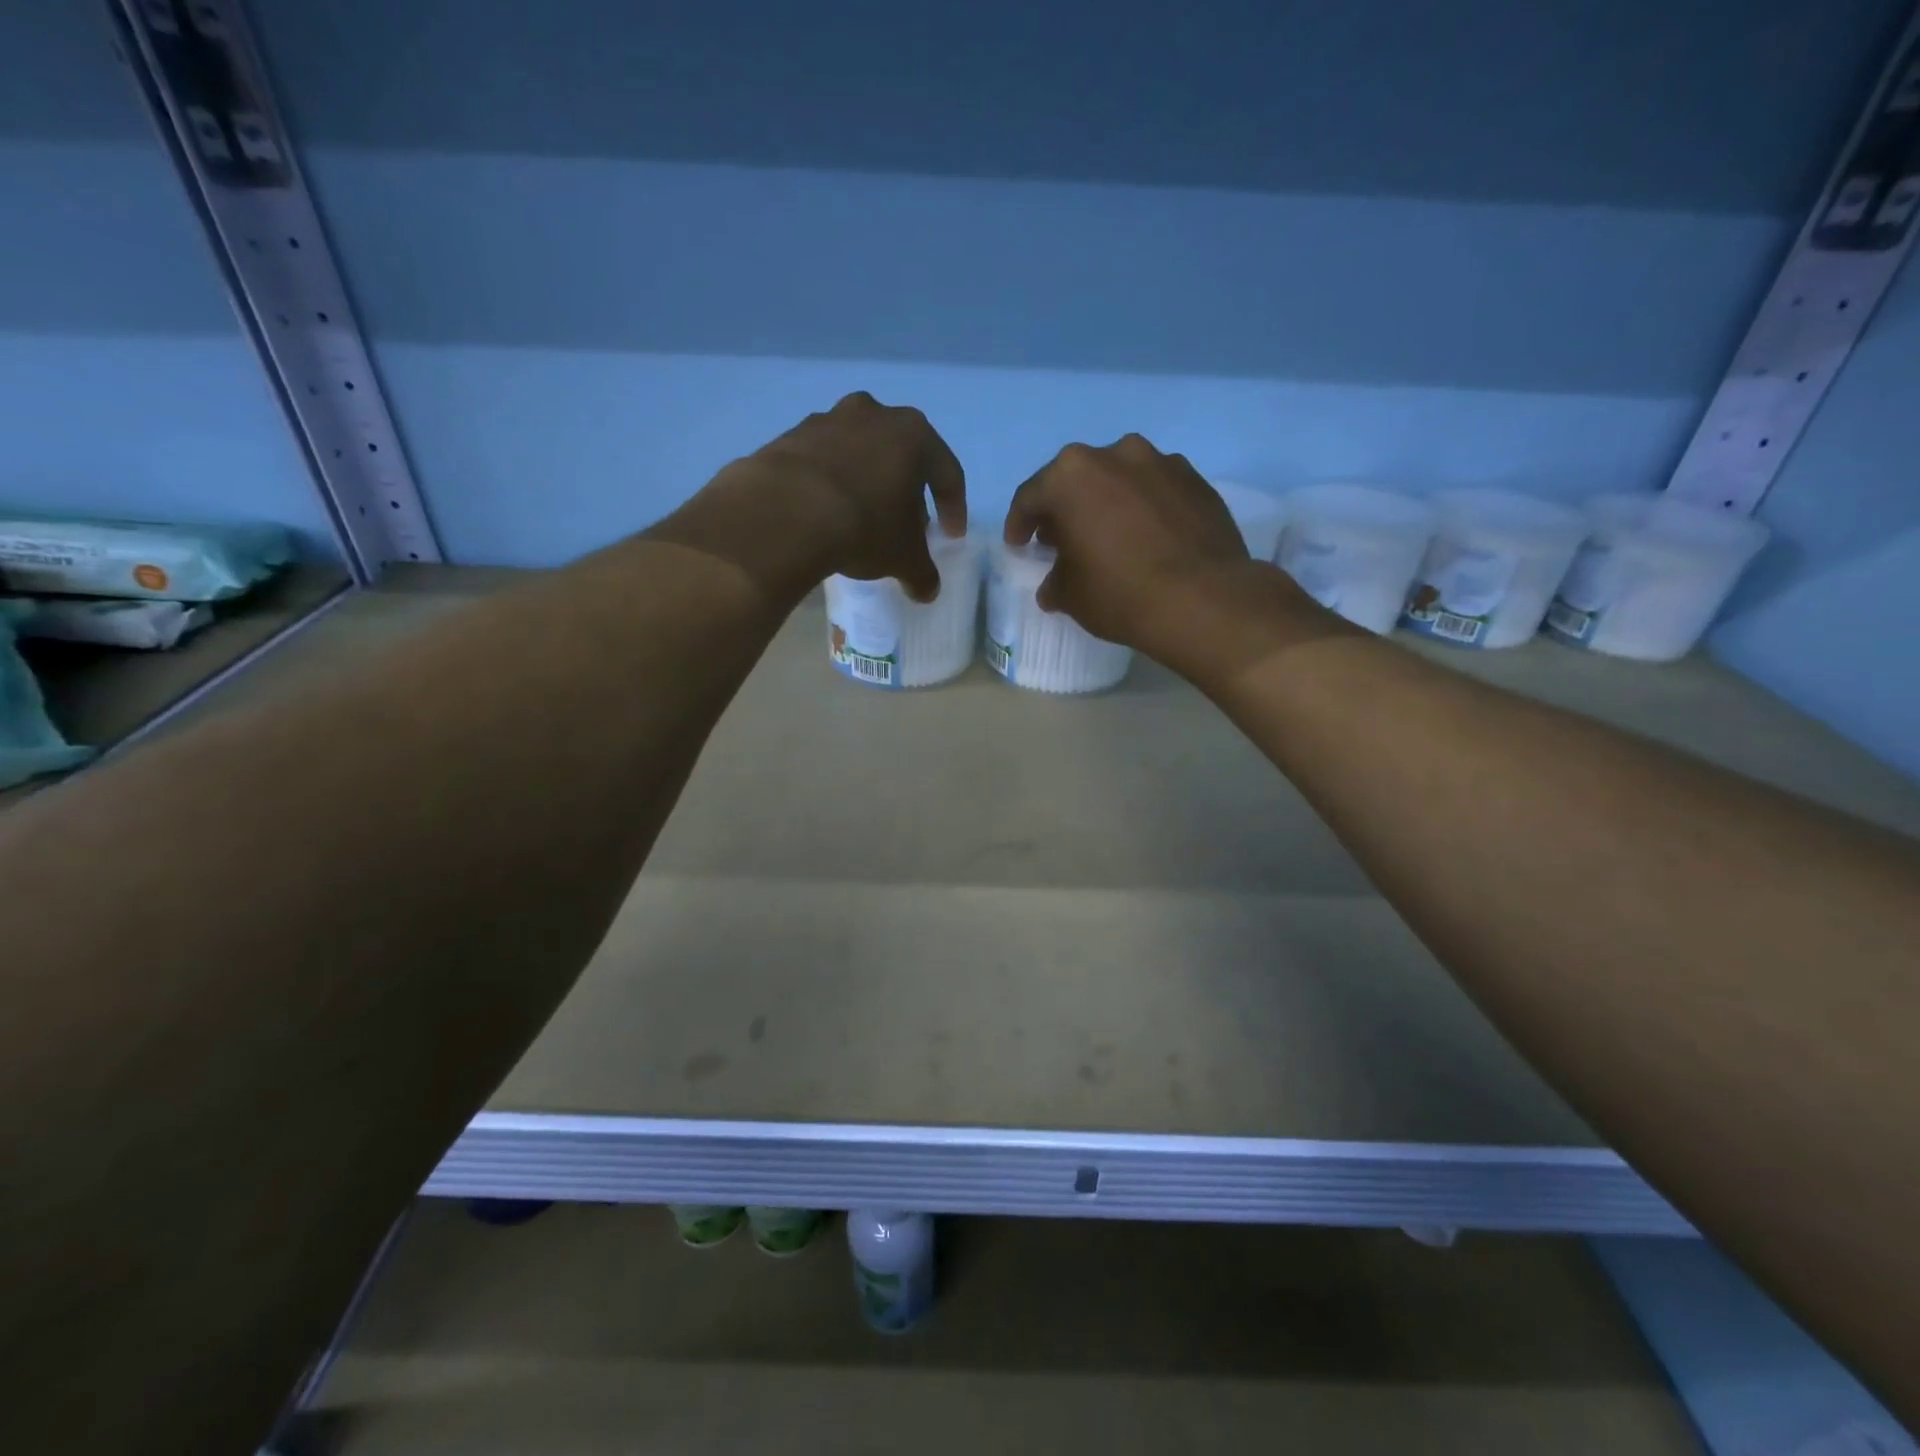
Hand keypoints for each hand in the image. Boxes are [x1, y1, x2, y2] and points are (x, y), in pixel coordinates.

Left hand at [744, 392, 966, 600]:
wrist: (785, 512)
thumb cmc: (864, 527)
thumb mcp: (903, 558)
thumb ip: (922, 572)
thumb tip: (927, 590)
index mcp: (914, 435)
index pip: (947, 473)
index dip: (954, 508)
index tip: (951, 535)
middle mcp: (874, 415)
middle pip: (902, 456)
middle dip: (907, 491)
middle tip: (907, 524)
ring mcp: (828, 420)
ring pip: (860, 454)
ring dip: (867, 482)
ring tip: (863, 518)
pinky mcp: (790, 436)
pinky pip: (822, 462)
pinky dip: (830, 484)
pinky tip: (825, 513)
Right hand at [1003, 434, 1342, 678]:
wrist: (1203, 599)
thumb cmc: (1120, 593)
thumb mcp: (1070, 596)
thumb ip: (1055, 581)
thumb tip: (1055, 585)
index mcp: (1071, 476)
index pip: (1031, 497)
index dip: (1020, 524)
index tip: (1019, 545)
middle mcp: (1114, 455)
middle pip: (1077, 480)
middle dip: (1065, 509)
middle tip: (1061, 540)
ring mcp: (1160, 462)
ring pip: (1120, 479)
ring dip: (1107, 502)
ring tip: (1108, 536)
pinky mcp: (1196, 479)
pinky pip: (1156, 490)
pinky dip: (1144, 508)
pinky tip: (1147, 538)